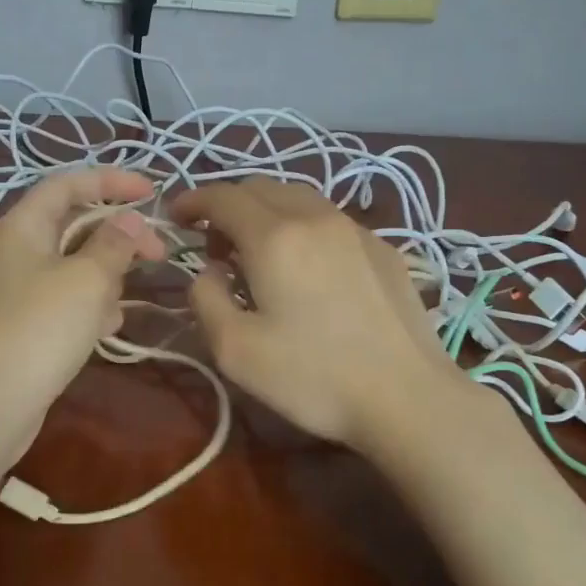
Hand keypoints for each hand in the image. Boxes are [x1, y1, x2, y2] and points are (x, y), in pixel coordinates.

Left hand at [0, 167, 167, 444]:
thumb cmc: (43, 327)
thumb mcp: (89, 278)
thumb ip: (114, 243)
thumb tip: (129, 220)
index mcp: (22, 225)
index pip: (68, 183)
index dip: (112, 181)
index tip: (153, 192)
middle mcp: (16, 250)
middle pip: (73, 224)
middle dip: (118, 235)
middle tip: (159, 253)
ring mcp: (18, 288)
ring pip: (74, 264)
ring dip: (106, 275)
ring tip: (123, 300)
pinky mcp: (25, 322)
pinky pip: (66, 298)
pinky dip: (90, 305)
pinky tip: (107, 327)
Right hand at [169, 176, 460, 449]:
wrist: (408, 397)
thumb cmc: (314, 377)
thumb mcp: (235, 350)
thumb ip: (205, 298)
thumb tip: (209, 271)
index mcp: (274, 237)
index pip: (223, 196)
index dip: (193, 200)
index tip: (177, 218)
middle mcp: (315, 218)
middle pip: (260, 187)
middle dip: (227, 206)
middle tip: (215, 248)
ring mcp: (355, 230)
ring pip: (298, 197)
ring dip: (265, 212)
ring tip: (258, 254)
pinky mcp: (384, 248)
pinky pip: (328, 219)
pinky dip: (301, 226)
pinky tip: (306, 268)